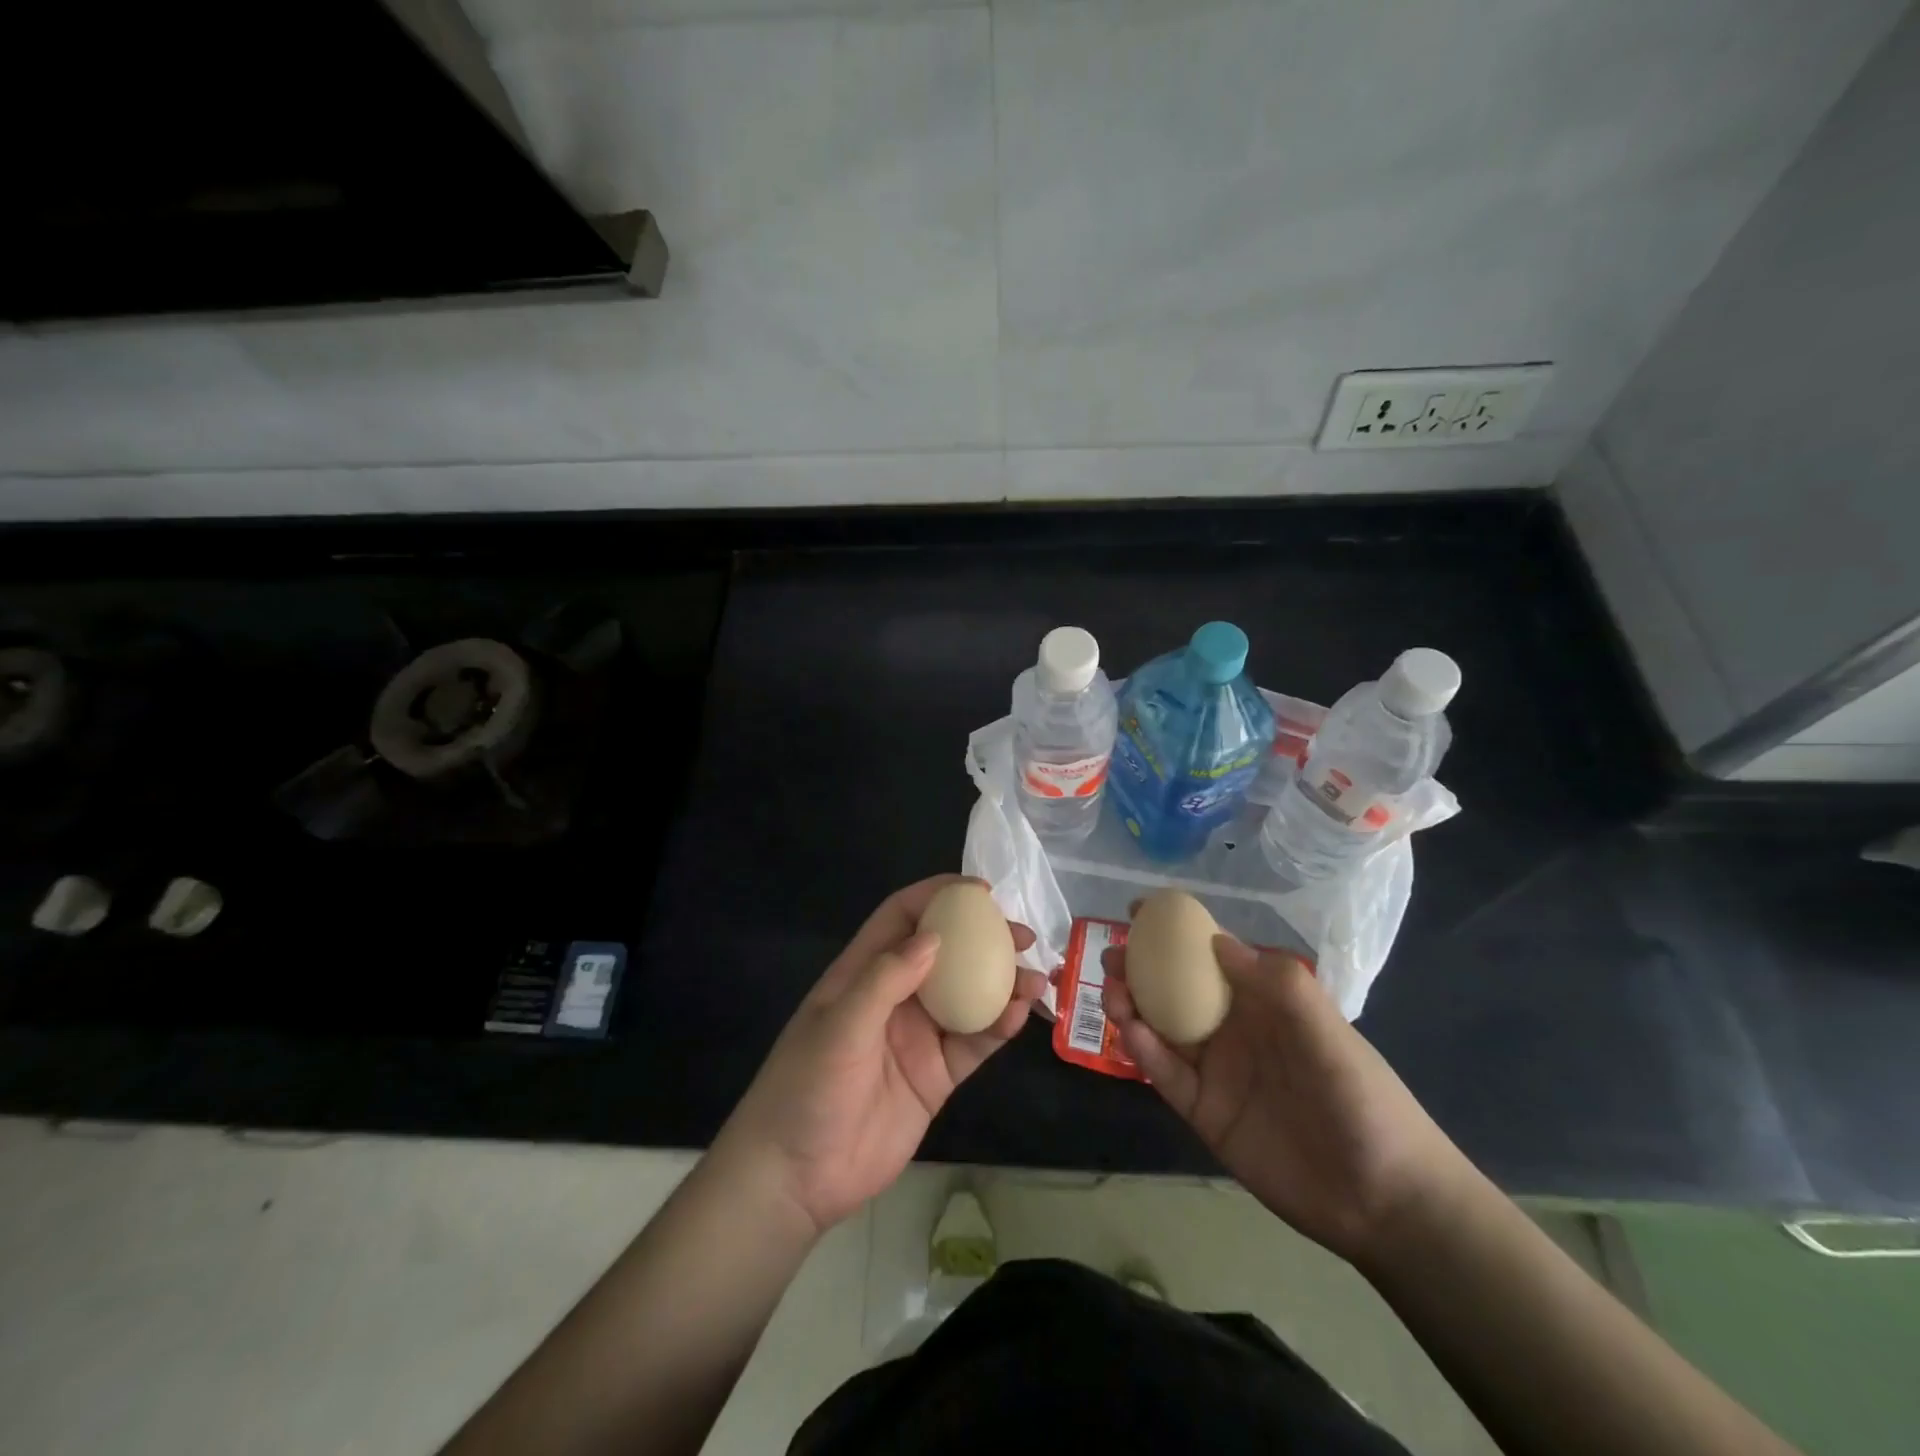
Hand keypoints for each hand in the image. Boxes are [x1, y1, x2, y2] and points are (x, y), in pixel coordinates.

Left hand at [712, 875, 1045, 1237]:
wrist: (796, 1178)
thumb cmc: (806, 1087)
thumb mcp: (840, 1026)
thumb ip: (885, 979)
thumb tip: (935, 938)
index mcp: (863, 973)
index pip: (902, 918)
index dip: (938, 897)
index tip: (980, 892)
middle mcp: (895, 997)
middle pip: (946, 953)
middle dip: (984, 939)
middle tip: (1023, 936)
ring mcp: (918, 1036)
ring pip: (969, 997)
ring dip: (1003, 984)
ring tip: (1036, 978)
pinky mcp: (936, 1076)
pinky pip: (973, 1043)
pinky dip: (998, 1027)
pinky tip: (1020, 1016)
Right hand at [1103, 933, 1472, 1267]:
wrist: (1382, 1200)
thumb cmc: (1361, 1099)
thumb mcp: (1328, 1031)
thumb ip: (1277, 983)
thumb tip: (1216, 939)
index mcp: (1265, 1001)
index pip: (1213, 954)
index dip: (1177, 930)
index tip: (1139, 911)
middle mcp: (1235, 1029)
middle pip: (1177, 989)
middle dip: (1141, 968)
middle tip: (1110, 956)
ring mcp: (1217, 1071)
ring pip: (1163, 1028)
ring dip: (1133, 1006)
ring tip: (1111, 991)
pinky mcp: (1205, 1111)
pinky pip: (1167, 1074)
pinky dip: (1144, 1051)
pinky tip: (1129, 1032)